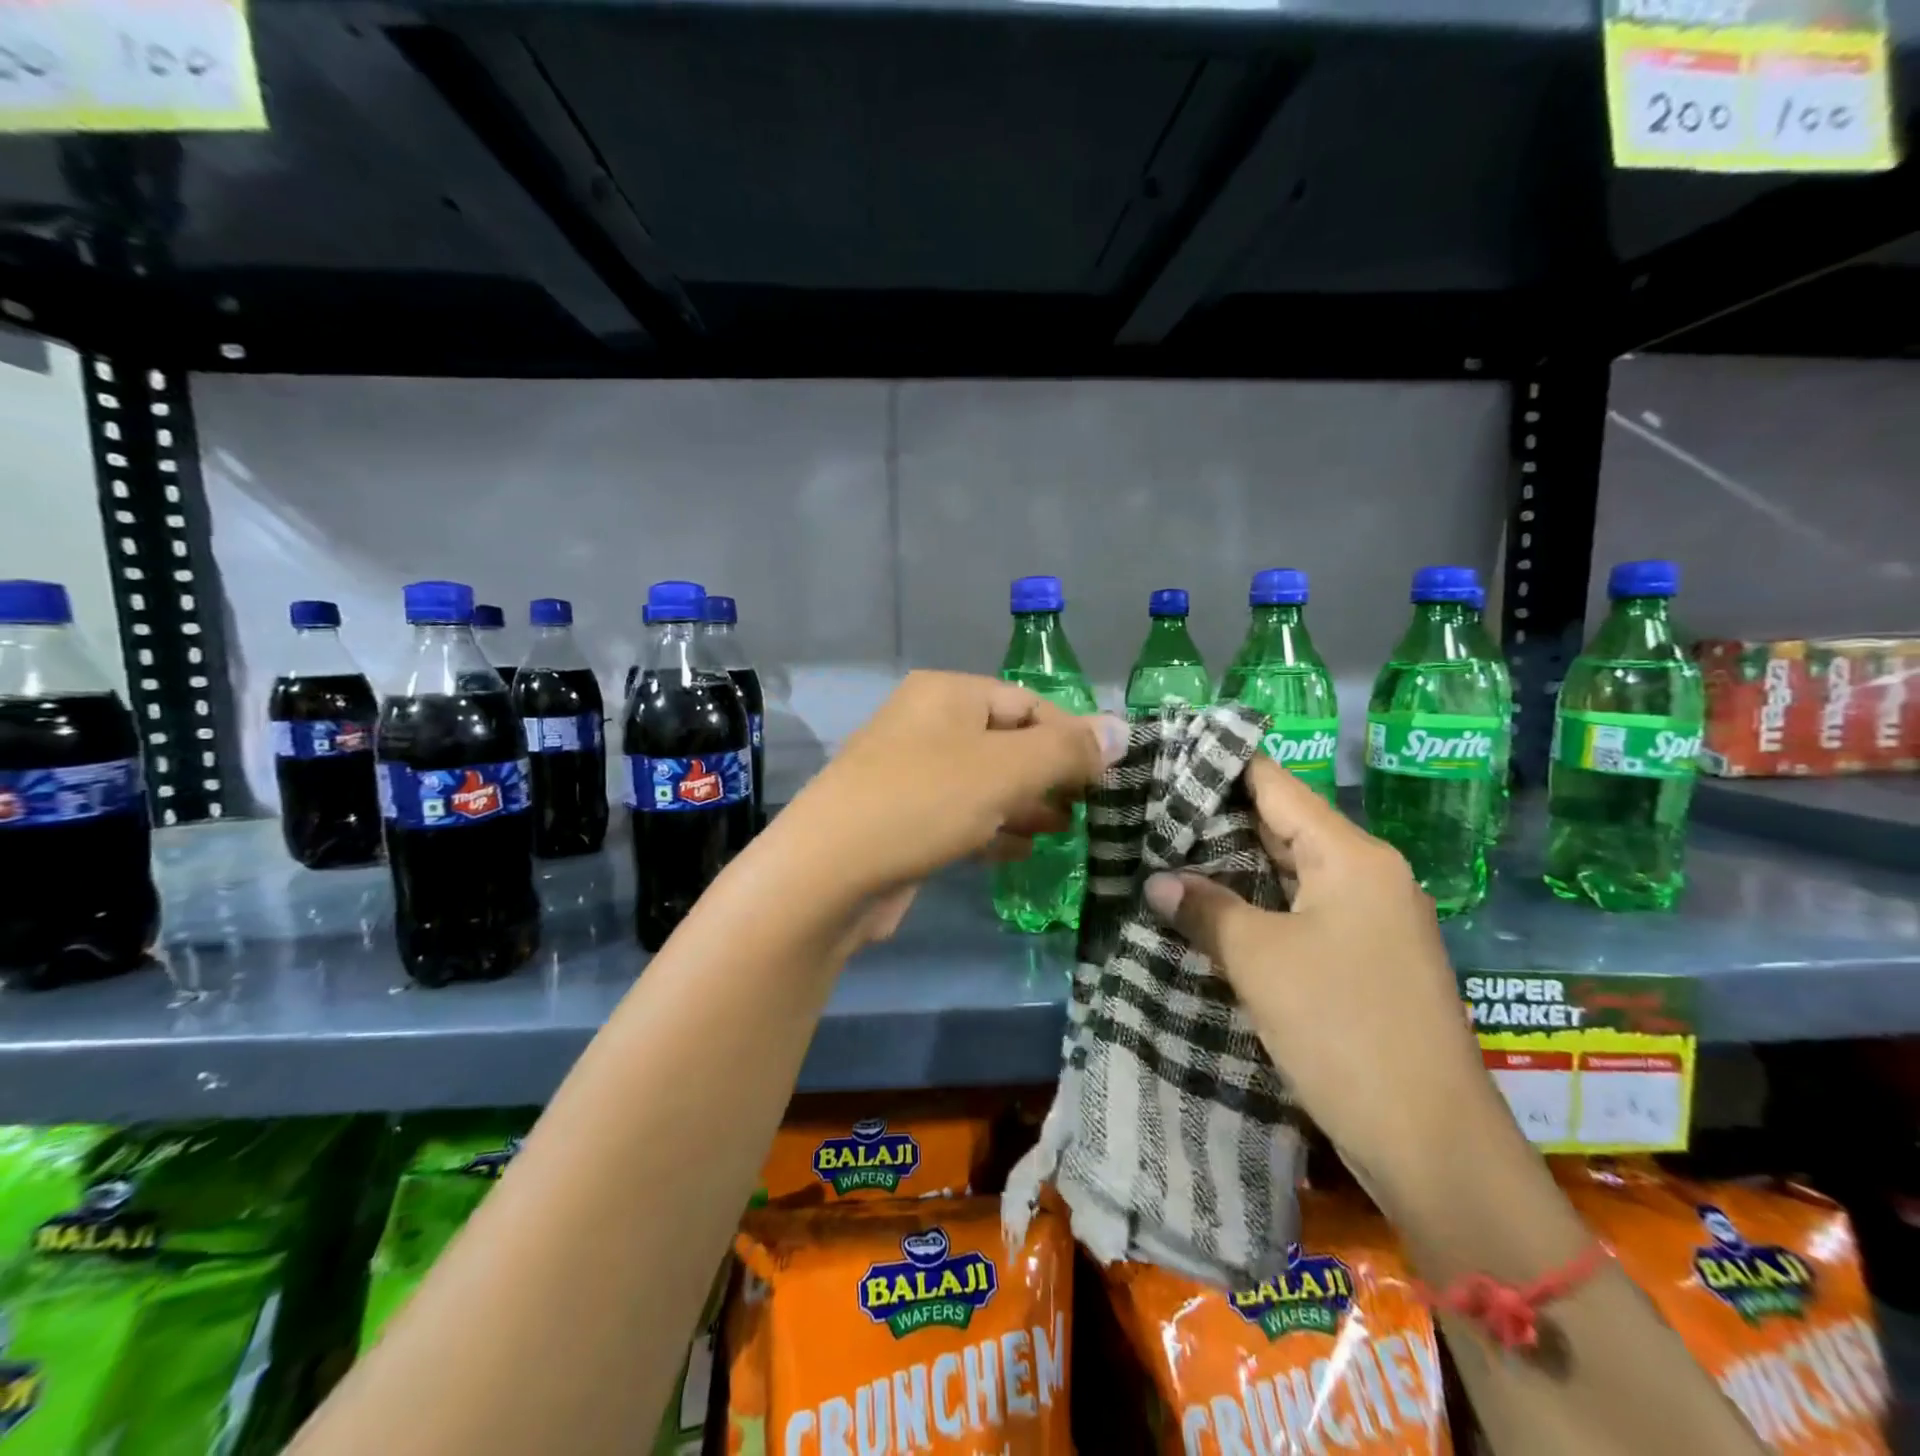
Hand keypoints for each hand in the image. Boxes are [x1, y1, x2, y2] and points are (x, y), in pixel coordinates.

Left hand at [762, 672, 1125, 940]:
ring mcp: (910, 775)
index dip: (1072, 736)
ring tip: (1064, 830)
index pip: (1027, 703)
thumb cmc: (923, 803)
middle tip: (1088, 808)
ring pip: (984, 783)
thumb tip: (1121, 729)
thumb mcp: (1004, 769)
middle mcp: (926, 726)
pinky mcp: (903, 821)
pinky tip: (1020, 852)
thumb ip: (1065, 749)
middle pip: (1006, 743)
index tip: (1107, 777)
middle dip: (1050, 774)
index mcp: (946, 695)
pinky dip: (993, 830)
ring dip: (1026, 804)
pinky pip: (960, 817)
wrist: (828, 875)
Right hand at [1142, 757, 1501, 1206]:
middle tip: (1149, 806)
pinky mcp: (1363, 959)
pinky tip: (1207, 907)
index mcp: (1352, 857)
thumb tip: (1158, 881)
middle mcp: (1367, 875)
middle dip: (1216, 818)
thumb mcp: (1260, 961)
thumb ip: (1205, 909)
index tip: (1167, 754)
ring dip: (1232, 866)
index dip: (1222, 766)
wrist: (1431, 1143)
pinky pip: (1299, 911)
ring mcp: (1369, 920)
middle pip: (1283, 826)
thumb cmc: (1343, 1030)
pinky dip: (1254, 905)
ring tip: (1164, 849)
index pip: (1277, 786)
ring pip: (1289, 872)